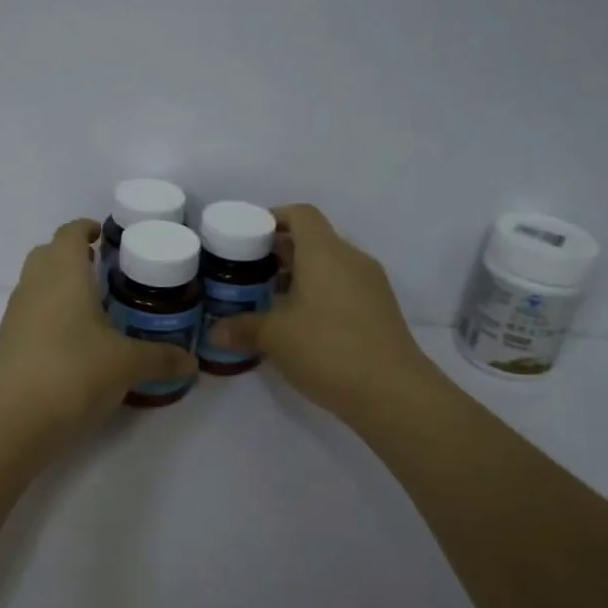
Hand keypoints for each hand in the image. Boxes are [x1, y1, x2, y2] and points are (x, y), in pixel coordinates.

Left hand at [0, 218, 197, 449]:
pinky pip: (31, 315)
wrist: (10, 422)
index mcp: (63, 273)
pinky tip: (75, 343)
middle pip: (48, 254)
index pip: (69, 233)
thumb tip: (191, 363)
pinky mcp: (7, 344)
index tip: (106, 235)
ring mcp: (15, 315)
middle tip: (104, 270)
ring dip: (61, 287)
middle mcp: (34, 285)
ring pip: (37, 285)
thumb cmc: (73, 372)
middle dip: (72, 256)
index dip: (86, 228)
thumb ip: (160, 359)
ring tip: (94, 307)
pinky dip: (52, 316)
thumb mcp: (126, 365)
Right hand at [208, 203, 434, 421]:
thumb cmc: (328, 349)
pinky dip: (319, 294)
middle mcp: (350, 259)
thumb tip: (214, 332)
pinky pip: (343, 288)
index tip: (248, 237)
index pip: (301, 214)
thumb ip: (242, 328)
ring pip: (329, 266)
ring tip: (269, 299)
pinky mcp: (380, 310)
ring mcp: (370, 285)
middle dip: (279, 252)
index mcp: (324, 252)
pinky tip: (299, 324)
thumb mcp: (275, 338)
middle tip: (248, 272)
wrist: (393, 392)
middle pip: (313, 240)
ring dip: (300, 276)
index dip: (273, 218)